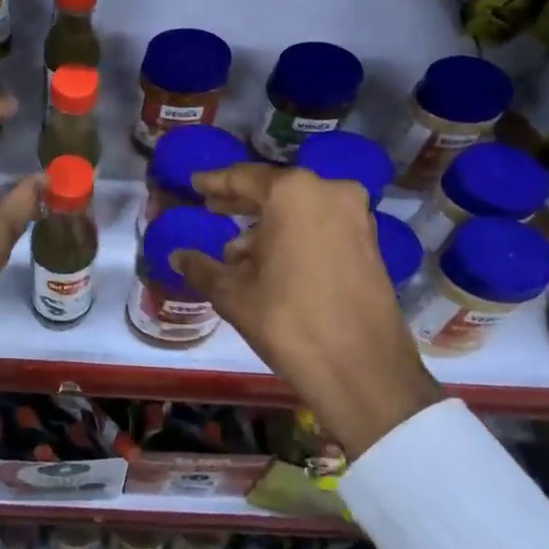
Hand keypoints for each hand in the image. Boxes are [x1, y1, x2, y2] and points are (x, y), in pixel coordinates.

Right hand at [171, 165, 444, 456]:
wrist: (364, 372)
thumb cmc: (289, 321)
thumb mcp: (234, 294)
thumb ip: (202, 267)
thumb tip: (178, 256)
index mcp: (293, 192)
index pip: (243, 177)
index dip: (215, 182)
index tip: (195, 183)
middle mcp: (329, 191)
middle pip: (274, 190)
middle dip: (242, 201)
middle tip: (212, 208)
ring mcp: (356, 216)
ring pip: (300, 209)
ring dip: (269, 224)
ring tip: (237, 250)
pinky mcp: (370, 243)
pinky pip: (321, 226)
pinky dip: (295, 235)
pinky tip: (271, 261)